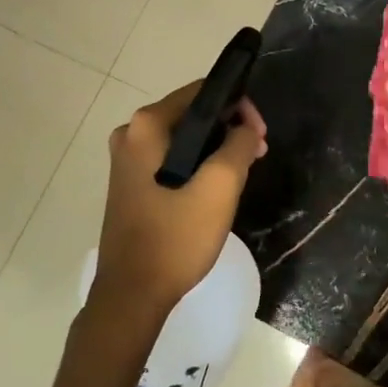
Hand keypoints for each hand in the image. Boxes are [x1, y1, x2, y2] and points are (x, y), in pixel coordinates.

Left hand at [93, 83, 267, 320]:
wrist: (132, 295)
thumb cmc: (176, 236)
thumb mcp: (221, 186)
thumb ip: (240, 144)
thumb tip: (246, 128)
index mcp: (147, 126)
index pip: (202, 92)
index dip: (239, 106)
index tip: (260, 136)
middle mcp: (131, 134)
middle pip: (193, 114)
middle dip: (229, 129)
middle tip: (257, 155)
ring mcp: (127, 161)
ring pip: (184, 139)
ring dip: (216, 149)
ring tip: (243, 173)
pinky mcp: (130, 184)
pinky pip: (172, 159)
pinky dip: (197, 165)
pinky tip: (216, 189)